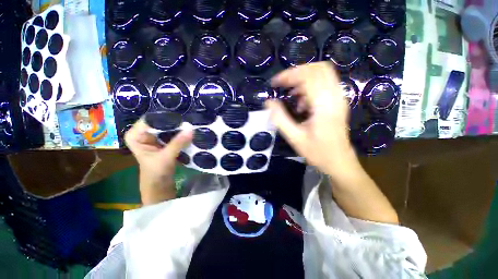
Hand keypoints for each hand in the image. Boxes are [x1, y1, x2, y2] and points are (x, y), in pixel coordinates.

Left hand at [125, 117, 192, 204]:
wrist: (159, 185)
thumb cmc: (156, 173)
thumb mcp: (166, 157)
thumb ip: (178, 142)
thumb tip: (190, 128)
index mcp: (135, 135)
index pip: (151, 119)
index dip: (166, 119)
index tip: (182, 119)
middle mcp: (142, 133)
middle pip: (160, 122)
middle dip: (174, 123)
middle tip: (189, 122)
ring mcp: (153, 137)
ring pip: (167, 127)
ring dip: (178, 128)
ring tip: (190, 125)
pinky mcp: (162, 141)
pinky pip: (171, 133)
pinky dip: (179, 133)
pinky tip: (188, 132)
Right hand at [266, 62, 355, 175]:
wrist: (339, 162)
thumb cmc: (317, 152)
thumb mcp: (295, 138)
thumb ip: (280, 119)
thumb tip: (268, 102)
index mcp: (324, 106)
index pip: (308, 77)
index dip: (289, 75)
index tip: (274, 83)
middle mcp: (335, 97)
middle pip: (319, 68)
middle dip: (297, 72)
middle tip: (283, 84)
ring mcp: (339, 98)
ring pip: (323, 74)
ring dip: (304, 79)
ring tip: (291, 95)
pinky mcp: (338, 102)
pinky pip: (325, 84)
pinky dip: (310, 87)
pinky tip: (301, 103)